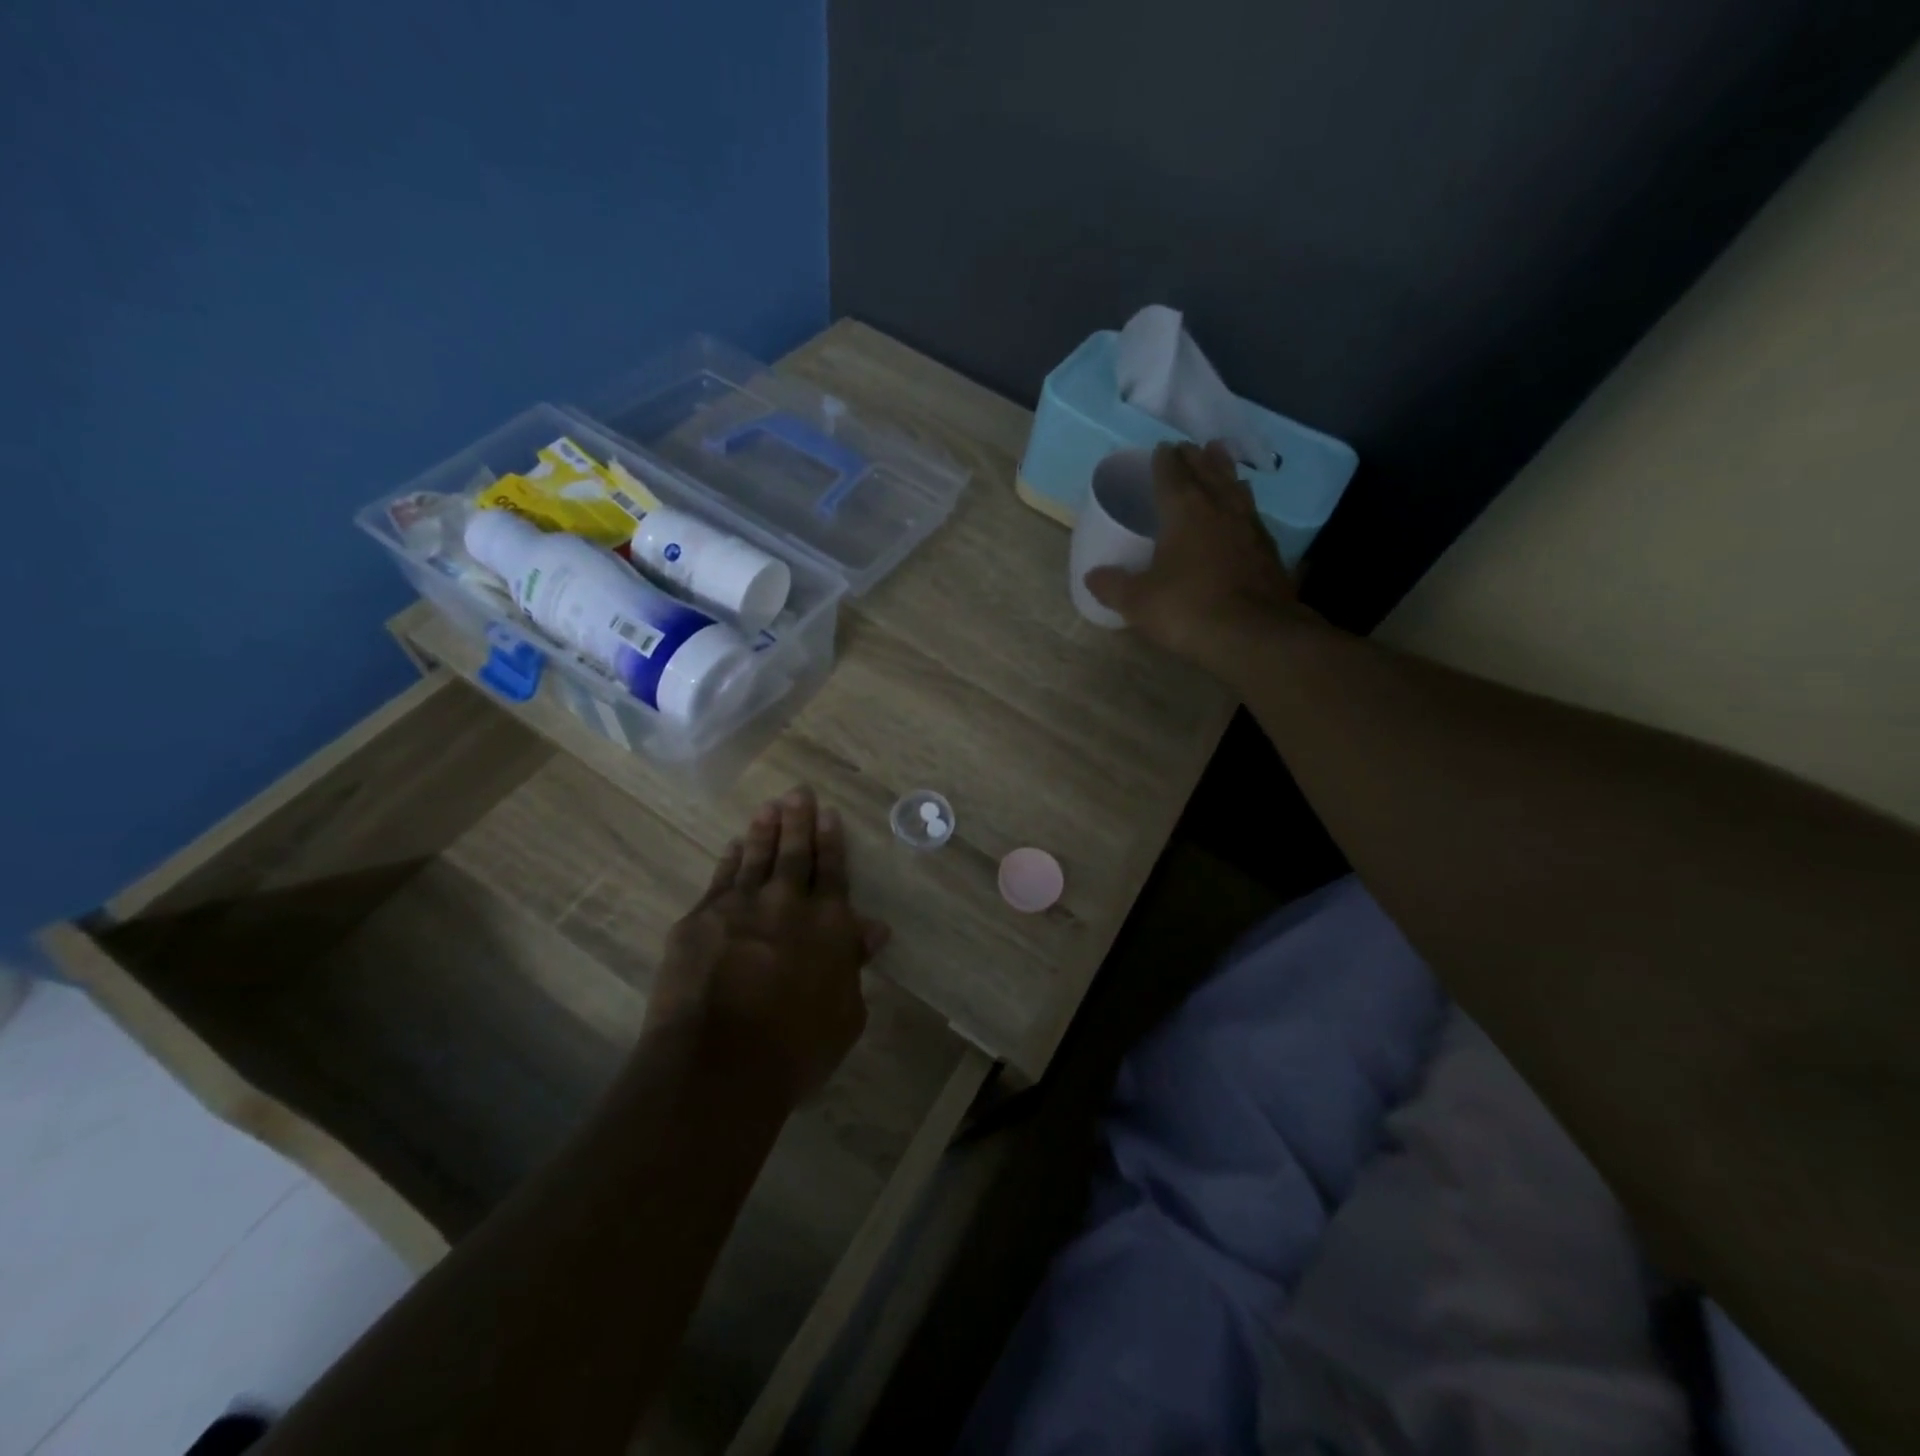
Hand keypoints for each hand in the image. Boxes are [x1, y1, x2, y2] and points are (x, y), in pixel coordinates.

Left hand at [647, 787, 889, 1100]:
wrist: (718, 1066)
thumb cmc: (795, 1050)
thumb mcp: (845, 1014)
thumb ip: (854, 965)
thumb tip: (874, 928)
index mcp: (828, 925)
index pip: (833, 872)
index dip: (832, 841)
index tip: (829, 814)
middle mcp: (786, 904)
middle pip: (795, 854)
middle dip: (798, 821)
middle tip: (798, 793)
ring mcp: (738, 908)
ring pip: (755, 858)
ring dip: (763, 831)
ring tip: (769, 807)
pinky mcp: (699, 920)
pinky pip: (719, 879)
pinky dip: (728, 860)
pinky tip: (731, 846)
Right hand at [1083, 441, 1302, 669]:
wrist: (1254, 635)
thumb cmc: (1188, 609)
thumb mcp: (1139, 602)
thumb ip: (1113, 586)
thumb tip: (1092, 576)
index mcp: (1184, 511)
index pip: (1172, 474)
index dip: (1164, 461)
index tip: (1160, 449)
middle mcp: (1219, 508)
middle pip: (1207, 472)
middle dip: (1196, 458)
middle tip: (1189, 447)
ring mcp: (1249, 527)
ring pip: (1235, 488)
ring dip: (1225, 472)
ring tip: (1220, 459)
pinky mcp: (1269, 551)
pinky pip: (1252, 514)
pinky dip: (1242, 504)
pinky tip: (1242, 512)